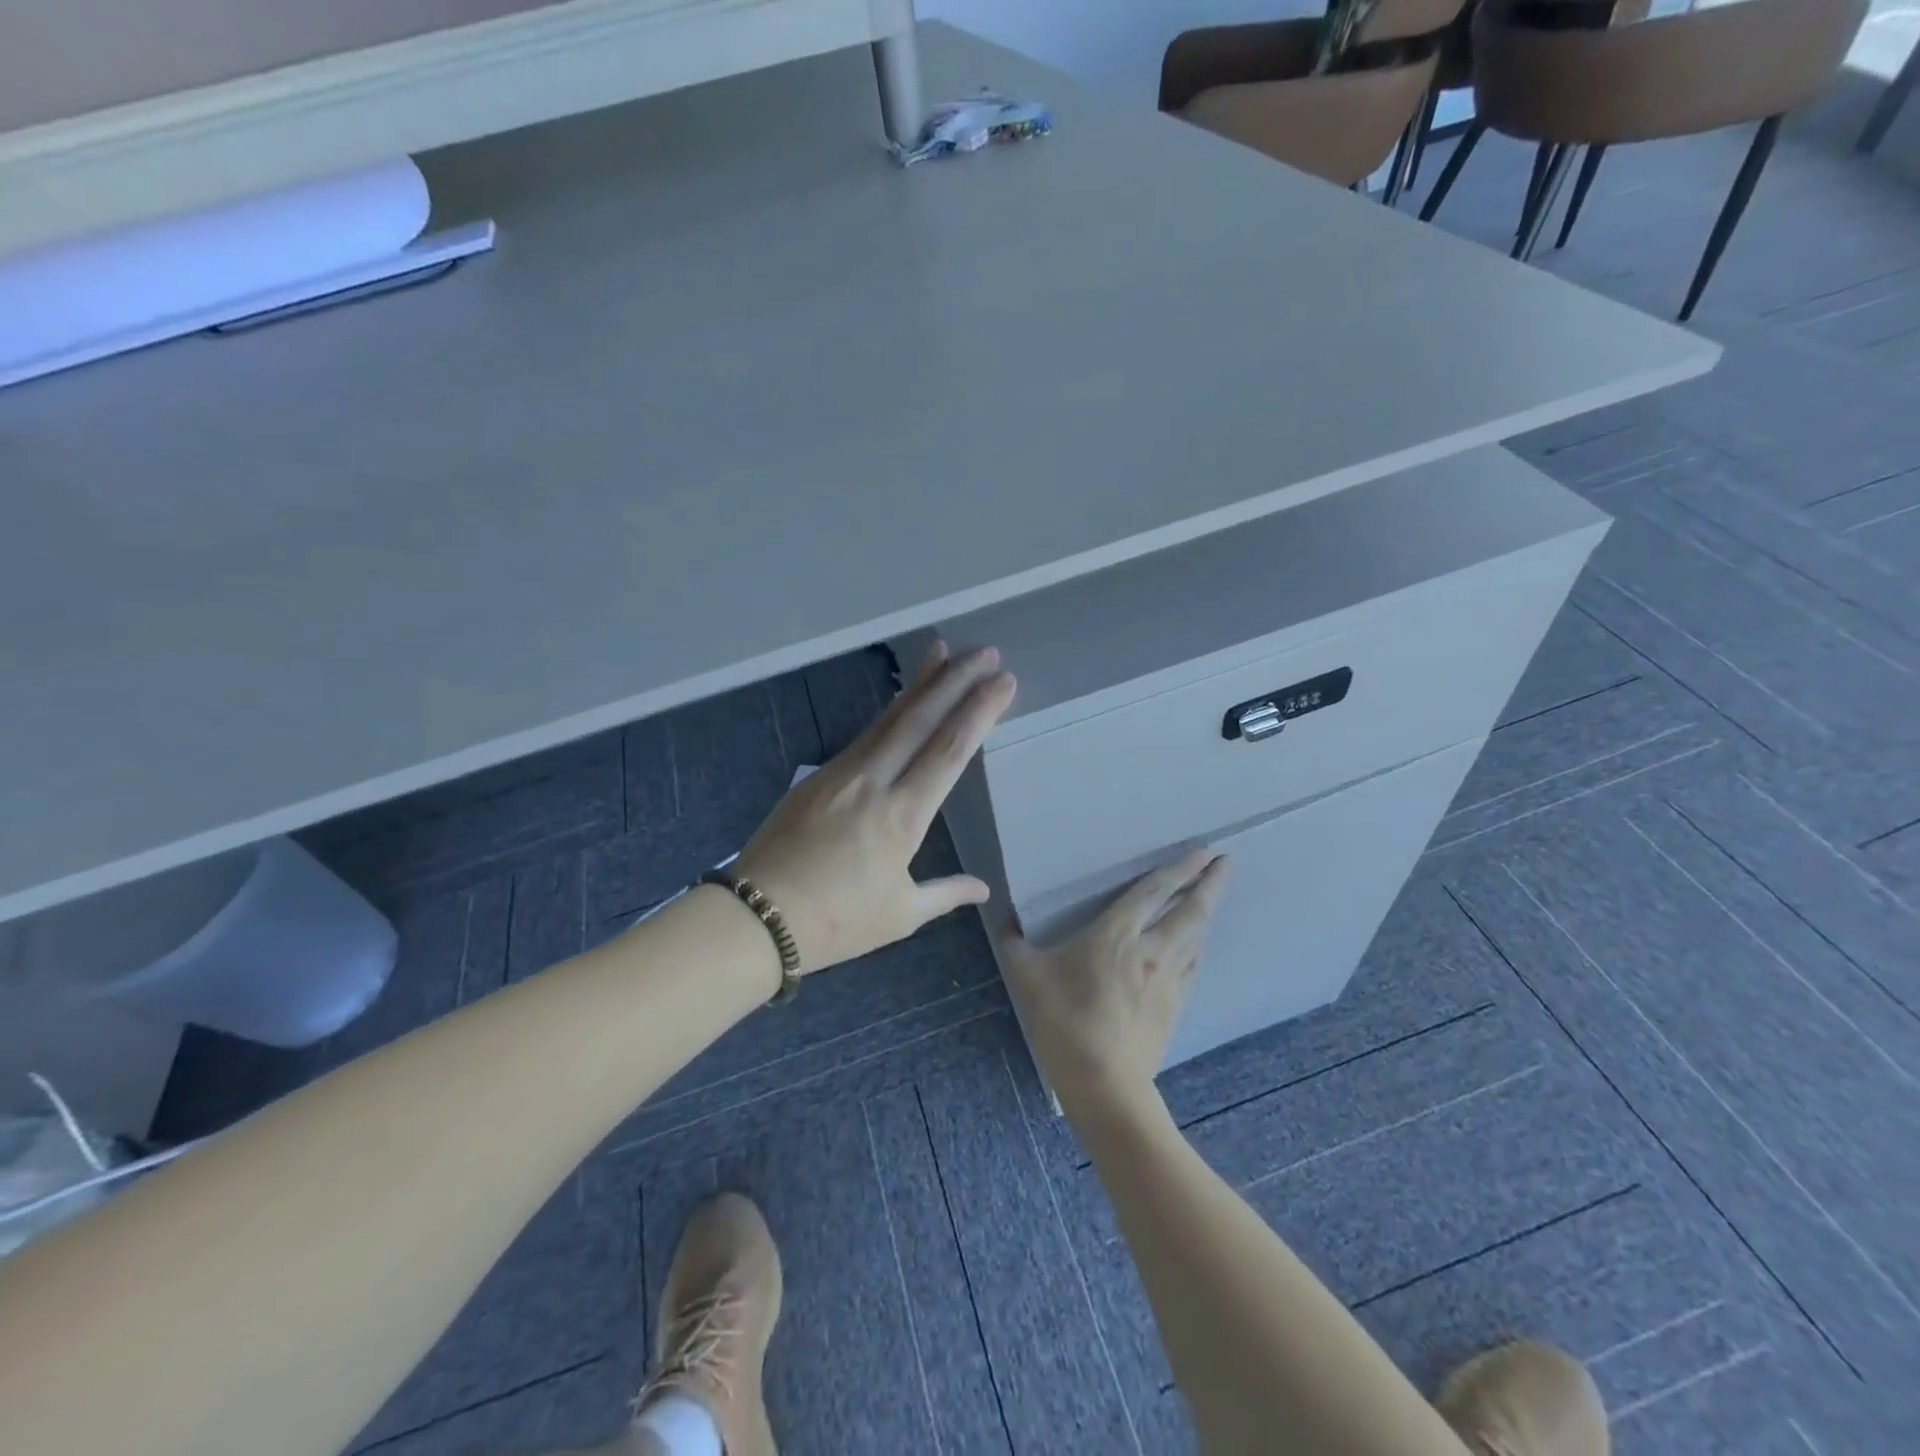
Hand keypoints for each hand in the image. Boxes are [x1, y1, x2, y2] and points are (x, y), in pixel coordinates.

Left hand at [734, 643, 1015, 974]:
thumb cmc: (835, 922)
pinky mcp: (816, 776)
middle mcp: (874, 782)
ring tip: (942, 650)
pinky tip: (902, 701)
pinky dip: (889, 712)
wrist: (756, 917)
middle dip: (956, 680)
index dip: (979, 712)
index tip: (1003, 682)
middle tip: (986, 651)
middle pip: (920, 719)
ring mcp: (841, 773)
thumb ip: (945, 894)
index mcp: (902, 817)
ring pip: (888, 718)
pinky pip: (864, 735)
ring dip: (920, 683)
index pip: (949, 751)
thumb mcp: (899, 915)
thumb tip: (983, 890)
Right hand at [999, 849, 1230, 1120]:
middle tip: (1226, 862)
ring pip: (1196, 936)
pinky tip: (1197, 945)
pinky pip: (1193, 965)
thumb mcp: (1027, 977)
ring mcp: (1168, 980)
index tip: (1203, 850)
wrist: (1104, 1085)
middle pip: (1190, 910)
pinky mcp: (1175, 1006)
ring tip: (1215, 895)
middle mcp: (1151, 950)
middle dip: (1210, 883)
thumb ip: (1015, 944)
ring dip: (1208, 911)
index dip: (1179, 868)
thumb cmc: (1064, 1023)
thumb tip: (1005, 922)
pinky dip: (1198, 945)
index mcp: (1116, 935)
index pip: (1154, 891)